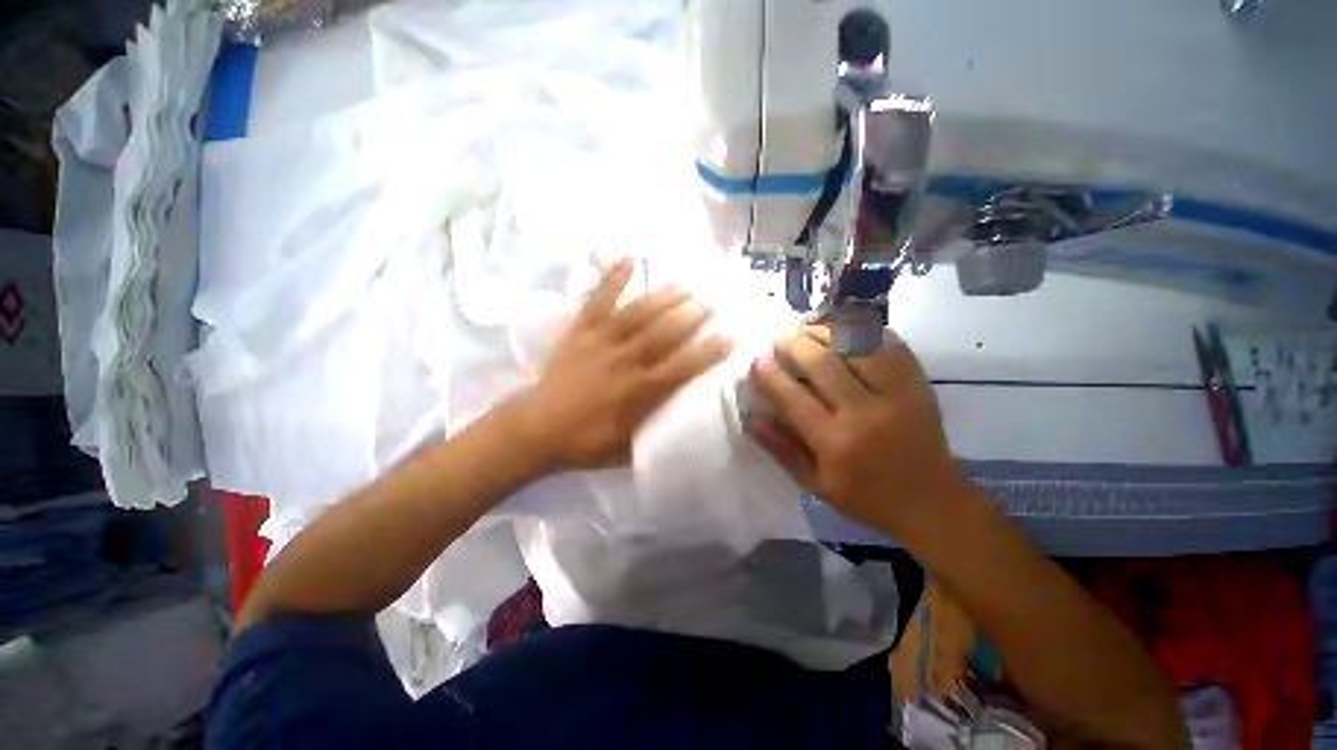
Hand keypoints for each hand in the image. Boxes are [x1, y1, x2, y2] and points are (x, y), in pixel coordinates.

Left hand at [517, 258, 732, 470]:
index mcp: (638, 392)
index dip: (707, 353)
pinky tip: (627, 259)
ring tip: (684, 284)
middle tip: (711, 301)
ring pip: (636, 314)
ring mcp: (600, 343)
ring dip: (662, 298)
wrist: (535, 431)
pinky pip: (597, 303)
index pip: (681, 368)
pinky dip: (611, 280)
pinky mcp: (580, 333)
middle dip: (690, 316)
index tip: (728, 337)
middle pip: (663, 334)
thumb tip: (681, 424)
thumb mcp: (627, 450)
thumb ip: (655, 433)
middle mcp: (624, 362)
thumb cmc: (585, 444)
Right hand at [747, 325, 967, 535]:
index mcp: (835, 443)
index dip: (770, 374)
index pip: (792, 398)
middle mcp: (865, 413)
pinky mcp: (918, 385)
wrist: (932, 502)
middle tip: (779, 333)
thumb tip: (752, 417)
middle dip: (795, 343)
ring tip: (808, 326)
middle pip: (823, 364)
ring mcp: (897, 394)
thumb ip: (781, 449)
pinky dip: (865, 331)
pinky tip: (846, 328)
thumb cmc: (866, 497)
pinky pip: (890, 345)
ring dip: (827, 330)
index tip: (757, 358)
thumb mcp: (816, 484)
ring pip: (856, 346)